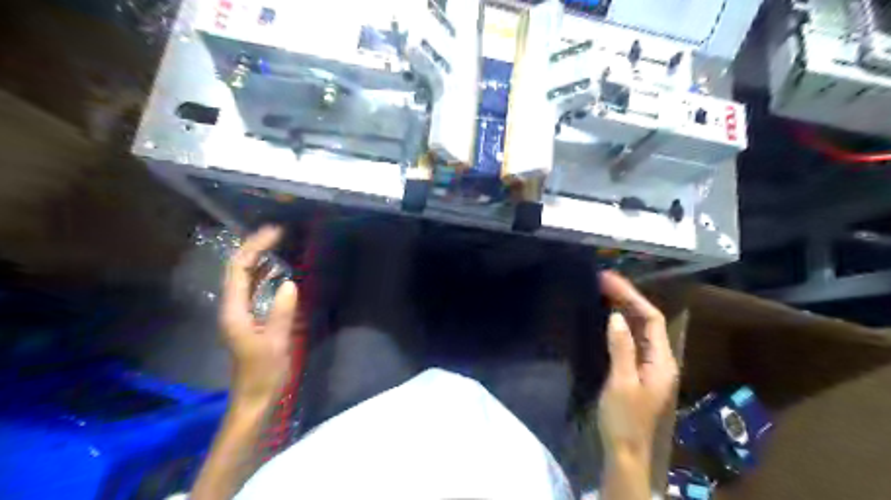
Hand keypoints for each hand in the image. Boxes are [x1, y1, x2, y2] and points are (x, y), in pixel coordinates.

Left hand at [221, 225, 300, 410]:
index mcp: (234, 311)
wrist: (254, 397)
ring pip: (244, 278)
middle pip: (237, 269)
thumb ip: (281, 313)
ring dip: (258, 259)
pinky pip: (253, 289)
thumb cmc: (264, 373)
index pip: (239, 270)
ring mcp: (240, 313)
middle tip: (277, 233)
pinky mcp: (249, 318)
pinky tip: (277, 271)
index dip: (254, 248)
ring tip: (277, 244)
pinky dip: (263, 275)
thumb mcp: (275, 343)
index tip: (275, 233)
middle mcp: (232, 307)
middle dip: (254, 248)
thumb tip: (289, 283)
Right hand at [595, 271, 679, 461]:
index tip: (609, 282)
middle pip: (648, 320)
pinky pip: (632, 338)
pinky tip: (607, 317)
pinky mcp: (638, 370)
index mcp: (662, 361)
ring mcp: (649, 365)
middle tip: (603, 280)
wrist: (624, 450)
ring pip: (640, 328)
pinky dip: (620, 323)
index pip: (652, 319)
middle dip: (627, 298)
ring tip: (603, 291)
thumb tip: (616, 316)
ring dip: (624, 308)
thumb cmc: (623, 418)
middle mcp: (660, 359)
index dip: (632, 297)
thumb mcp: (620, 382)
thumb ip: (621, 348)